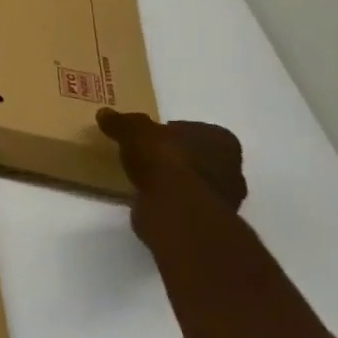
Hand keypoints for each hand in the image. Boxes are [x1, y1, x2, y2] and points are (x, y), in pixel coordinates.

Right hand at [97, 108, 246, 244]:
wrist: (175, 211)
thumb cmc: (164, 161)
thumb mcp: (134, 131)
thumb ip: (122, 122)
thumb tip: (105, 114)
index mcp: (222, 141)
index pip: (195, 130)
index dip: (171, 133)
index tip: (149, 138)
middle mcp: (232, 169)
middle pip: (197, 157)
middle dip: (175, 158)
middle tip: (146, 157)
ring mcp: (224, 200)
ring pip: (193, 183)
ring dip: (173, 182)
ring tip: (143, 179)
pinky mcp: (209, 223)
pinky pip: (185, 204)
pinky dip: (169, 201)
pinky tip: (148, 198)